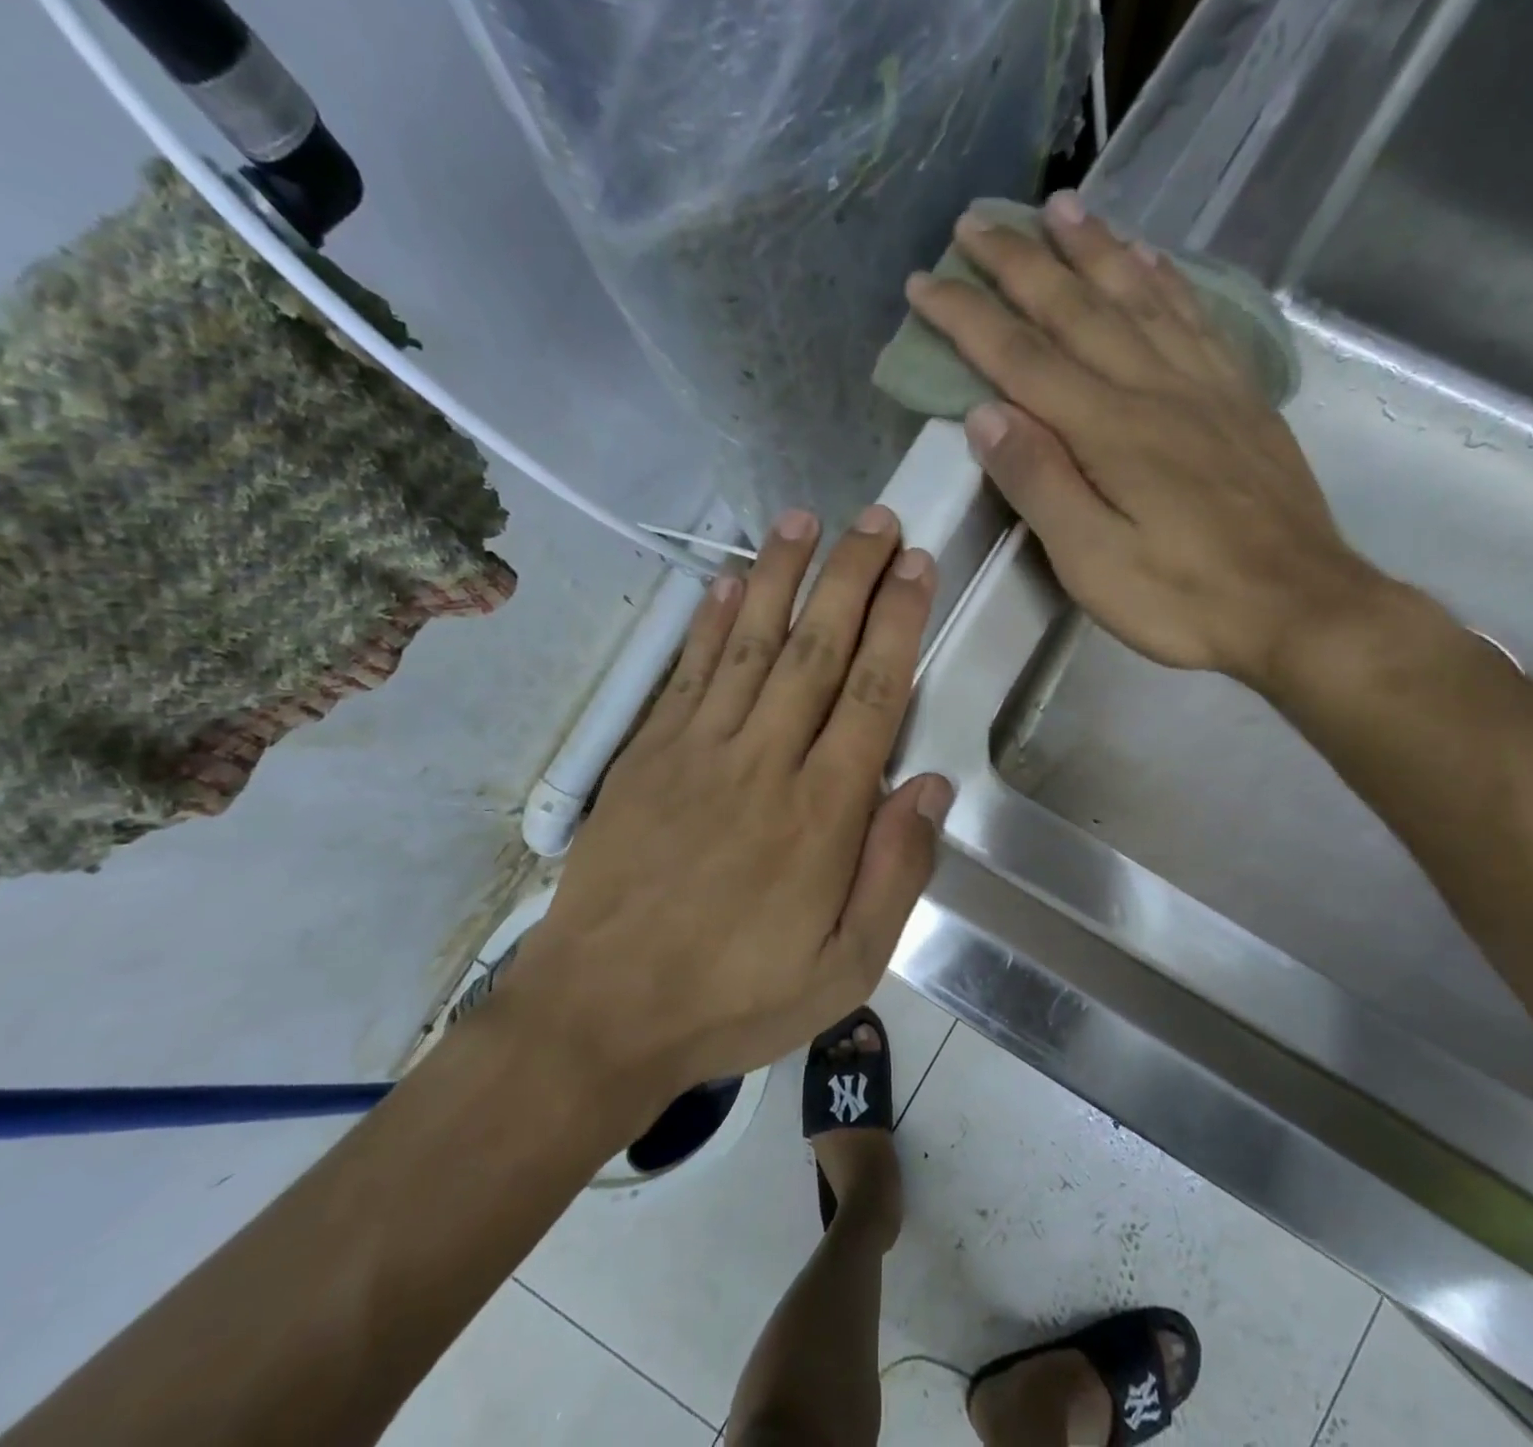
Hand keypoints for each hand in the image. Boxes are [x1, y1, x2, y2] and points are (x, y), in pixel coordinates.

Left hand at [503, 508, 951, 1096]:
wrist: (601, 1014)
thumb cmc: (736, 997)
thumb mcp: (846, 968)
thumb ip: (895, 873)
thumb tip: (930, 786)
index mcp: (823, 813)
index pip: (874, 693)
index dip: (899, 622)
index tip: (917, 566)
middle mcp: (765, 761)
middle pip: (817, 649)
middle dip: (852, 577)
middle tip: (878, 519)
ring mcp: (698, 751)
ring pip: (749, 642)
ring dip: (782, 576)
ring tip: (806, 519)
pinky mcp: (647, 756)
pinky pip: (686, 673)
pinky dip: (709, 621)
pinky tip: (728, 581)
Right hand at [905, 191, 1385, 687]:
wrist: (1297, 607)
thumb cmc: (1182, 599)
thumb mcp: (1092, 561)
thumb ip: (1039, 483)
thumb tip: (985, 414)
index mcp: (1109, 430)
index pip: (1021, 360)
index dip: (969, 318)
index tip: (925, 282)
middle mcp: (1154, 390)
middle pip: (1077, 310)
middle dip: (1020, 263)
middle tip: (978, 221)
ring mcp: (1205, 388)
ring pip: (1139, 298)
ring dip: (1093, 250)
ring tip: (1060, 207)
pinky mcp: (1240, 401)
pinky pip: (1196, 321)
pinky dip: (1166, 282)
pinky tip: (1150, 260)